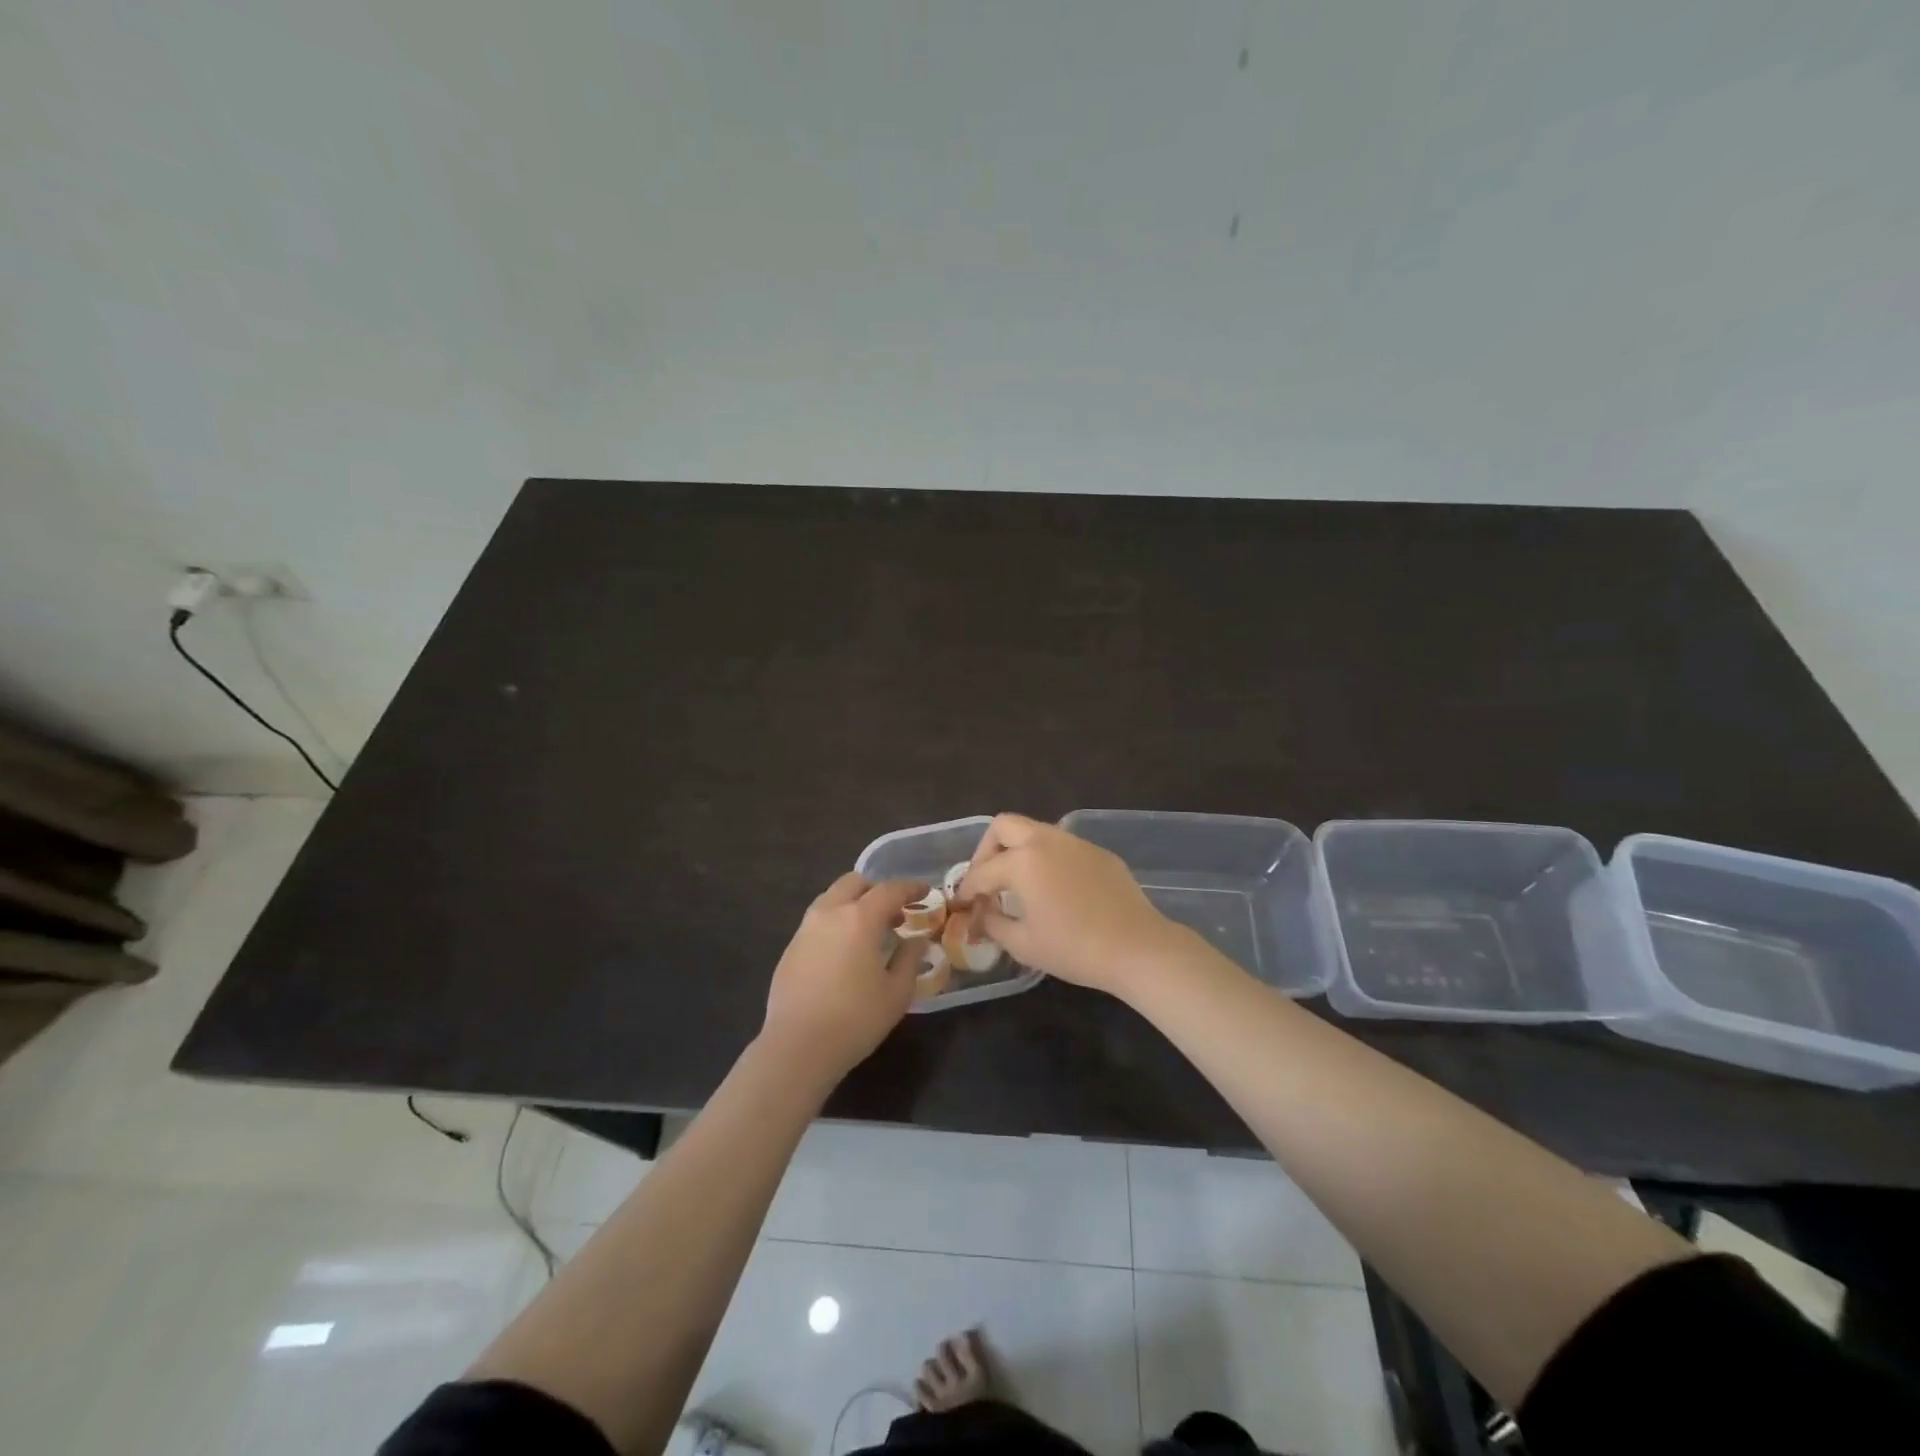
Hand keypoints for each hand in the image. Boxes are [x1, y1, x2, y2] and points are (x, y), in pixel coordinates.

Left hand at [760, 872, 929, 1086]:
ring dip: (853, 904)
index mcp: (859, 918)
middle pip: (854, 883)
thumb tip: (916, 940)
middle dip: (877, 889)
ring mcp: (805, 929)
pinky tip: (845, 951)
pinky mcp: (790, 949)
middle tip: (894, 911)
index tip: (925, 891)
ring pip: (831, 898)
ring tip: (870, 931)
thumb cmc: (855, 1019)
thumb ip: (910, 959)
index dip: (910, 888)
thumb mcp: (896, 992)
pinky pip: (818, 921)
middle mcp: (829, 913)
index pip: (889, 890)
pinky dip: (836, 922)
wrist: (797, 1047)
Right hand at [958, 813, 1190, 995]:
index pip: (982, 871)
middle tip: (986, 881)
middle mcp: (1046, 840)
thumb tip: (980, 916)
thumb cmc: (1074, 949)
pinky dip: (1047, 859)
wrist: (1137, 947)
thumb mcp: (1024, 944)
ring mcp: (1076, 843)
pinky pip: (1062, 846)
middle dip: (987, 850)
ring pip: (1035, 831)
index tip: (961, 905)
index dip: (966, 889)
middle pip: (1004, 826)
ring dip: (1018, 851)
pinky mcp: (1099, 852)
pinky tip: (1055, 889)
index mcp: (1022, 861)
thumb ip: (993, 924)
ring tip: (1018, 884)